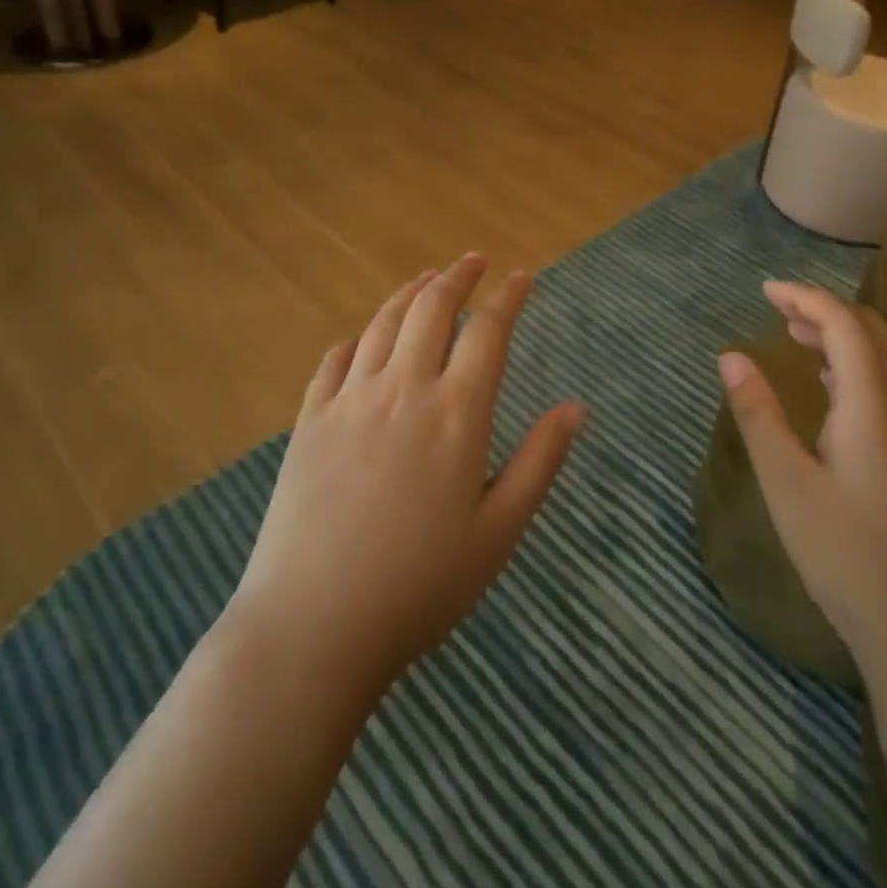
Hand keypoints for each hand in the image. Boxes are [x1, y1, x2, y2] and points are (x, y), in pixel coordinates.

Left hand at [224, 255, 584, 700]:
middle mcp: (403, 389)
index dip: (509, 296)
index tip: (523, 276)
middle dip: (457, 276)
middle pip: (432, 308)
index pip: (488, 331)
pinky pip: (335, 359)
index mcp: (456, 413)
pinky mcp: (309, 419)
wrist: (313, 626)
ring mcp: (349, 400)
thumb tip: (576, 406)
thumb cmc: (420, 586)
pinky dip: (358, 337)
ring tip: (427, 280)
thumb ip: (540, 461)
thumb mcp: (499, 531)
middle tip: (474, 261)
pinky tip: (365, 337)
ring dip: (410, 293)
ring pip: (384, 323)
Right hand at [717, 283, 886, 658]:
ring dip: (846, 336)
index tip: (764, 290)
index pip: (844, 325)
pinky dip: (861, 366)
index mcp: (872, 407)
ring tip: (798, 337)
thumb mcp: (787, 484)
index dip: (805, 298)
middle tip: (778, 309)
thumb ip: (758, 414)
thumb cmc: (849, 557)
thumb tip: (730, 356)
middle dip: (826, 309)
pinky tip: (834, 389)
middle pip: (875, 333)